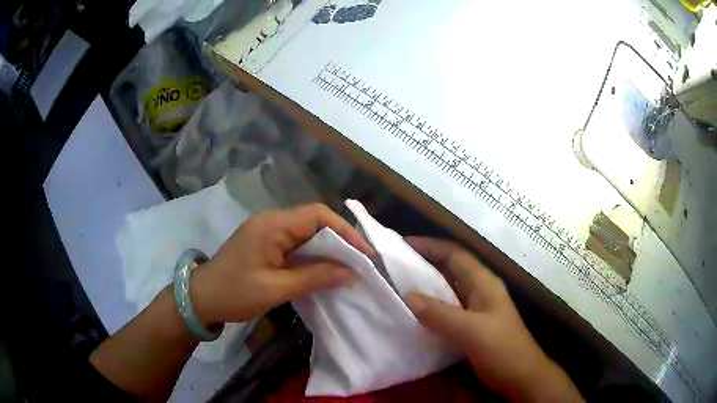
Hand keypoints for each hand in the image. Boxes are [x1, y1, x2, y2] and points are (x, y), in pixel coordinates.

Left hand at [190, 203, 373, 325]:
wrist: (201, 298)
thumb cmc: (234, 293)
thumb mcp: (275, 289)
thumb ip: (313, 278)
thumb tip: (349, 272)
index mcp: (272, 226)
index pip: (317, 215)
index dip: (345, 231)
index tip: (364, 254)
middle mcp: (271, 221)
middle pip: (314, 221)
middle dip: (339, 240)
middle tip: (360, 262)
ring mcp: (267, 231)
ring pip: (306, 232)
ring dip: (327, 248)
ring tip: (347, 266)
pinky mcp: (265, 243)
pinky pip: (296, 243)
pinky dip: (313, 255)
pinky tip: (323, 269)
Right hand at [405, 237, 582, 402]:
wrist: (520, 376)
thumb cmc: (502, 349)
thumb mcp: (471, 331)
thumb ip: (440, 314)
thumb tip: (407, 295)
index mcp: (483, 282)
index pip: (455, 254)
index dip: (430, 245)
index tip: (402, 244)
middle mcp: (480, 290)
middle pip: (450, 268)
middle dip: (424, 263)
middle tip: (394, 265)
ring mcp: (477, 308)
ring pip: (448, 289)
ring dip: (426, 285)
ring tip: (398, 286)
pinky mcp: (472, 325)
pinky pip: (447, 309)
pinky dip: (430, 307)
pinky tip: (415, 314)